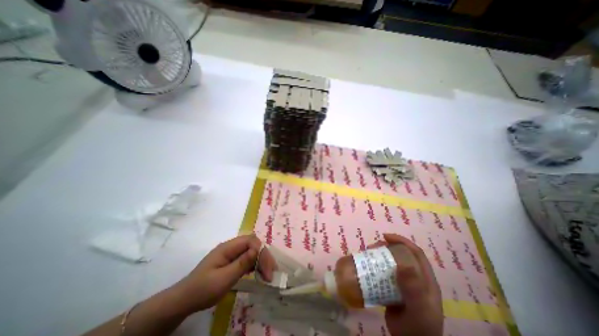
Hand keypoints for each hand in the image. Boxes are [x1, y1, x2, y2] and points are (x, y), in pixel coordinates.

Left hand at [173, 234, 275, 311]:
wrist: (184, 300)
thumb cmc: (203, 289)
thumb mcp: (223, 279)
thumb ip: (241, 264)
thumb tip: (257, 250)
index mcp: (228, 247)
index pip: (250, 241)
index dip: (261, 251)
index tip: (267, 268)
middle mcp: (231, 247)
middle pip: (253, 245)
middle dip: (264, 256)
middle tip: (271, 273)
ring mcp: (232, 254)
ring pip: (252, 251)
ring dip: (261, 261)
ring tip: (268, 275)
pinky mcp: (232, 261)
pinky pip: (248, 259)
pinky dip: (255, 265)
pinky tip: (259, 273)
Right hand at [373, 233, 444, 335]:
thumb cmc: (417, 327)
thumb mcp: (417, 308)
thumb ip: (413, 288)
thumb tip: (404, 263)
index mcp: (425, 279)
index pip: (415, 253)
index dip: (401, 241)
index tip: (385, 236)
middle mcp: (415, 278)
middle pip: (400, 255)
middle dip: (386, 247)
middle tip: (372, 247)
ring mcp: (403, 283)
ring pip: (390, 263)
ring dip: (379, 255)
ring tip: (367, 254)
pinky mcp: (392, 288)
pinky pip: (383, 272)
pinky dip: (374, 266)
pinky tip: (366, 267)